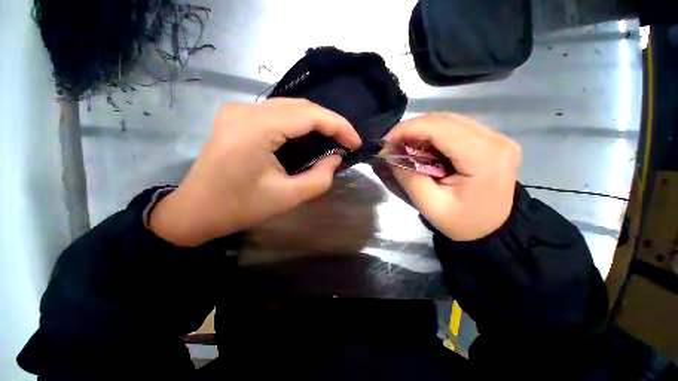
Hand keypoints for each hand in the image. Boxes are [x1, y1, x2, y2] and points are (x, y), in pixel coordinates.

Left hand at [150, 99, 360, 246]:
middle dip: (330, 122)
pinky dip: (299, 123)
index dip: (339, 125)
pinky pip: (277, 113)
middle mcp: (246, 110)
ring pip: (290, 107)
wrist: (195, 211)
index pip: (310, 115)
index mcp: (256, 129)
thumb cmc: (240, 208)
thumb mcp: (287, 198)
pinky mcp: (236, 117)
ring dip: (316, 121)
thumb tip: (335, 159)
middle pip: (301, 106)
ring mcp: (238, 110)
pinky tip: (309, 136)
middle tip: (347, 141)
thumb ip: (319, 178)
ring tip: (333, 139)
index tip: (356, 142)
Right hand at [382, 113, 520, 240]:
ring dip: (421, 131)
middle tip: (392, 145)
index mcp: (484, 158)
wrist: (493, 230)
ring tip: (404, 146)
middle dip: (412, 129)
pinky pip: (455, 127)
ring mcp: (496, 137)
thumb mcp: (430, 206)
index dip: (408, 129)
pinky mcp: (491, 140)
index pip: (440, 128)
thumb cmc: (463, 223)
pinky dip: (433, 134)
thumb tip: (391, 155)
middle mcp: (495, 140)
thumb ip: (409, 178)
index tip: (386, 141)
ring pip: (449, 120)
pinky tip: (423, 147)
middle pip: (444, 120)